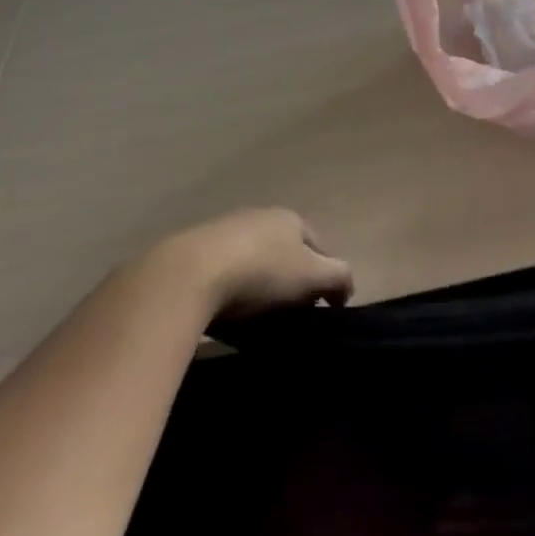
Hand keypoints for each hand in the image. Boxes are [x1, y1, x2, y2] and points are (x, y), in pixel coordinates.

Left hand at [146, 208, 353, 320]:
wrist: (189, 274)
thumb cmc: (262, 272)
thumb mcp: (313, 275)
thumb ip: (339, 277)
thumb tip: (345, 288)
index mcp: (290, 219)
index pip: (319, 247)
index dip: (327, 277)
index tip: (325, 309)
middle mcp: (259, 217)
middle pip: (286, 252)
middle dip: (293, 280)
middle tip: (294, 315)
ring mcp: (224, 231)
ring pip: (254, 261)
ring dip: (261, 284)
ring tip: (260, 318)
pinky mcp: (195, 251)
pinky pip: (225, 273)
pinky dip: (232, 290)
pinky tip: (228, 312)